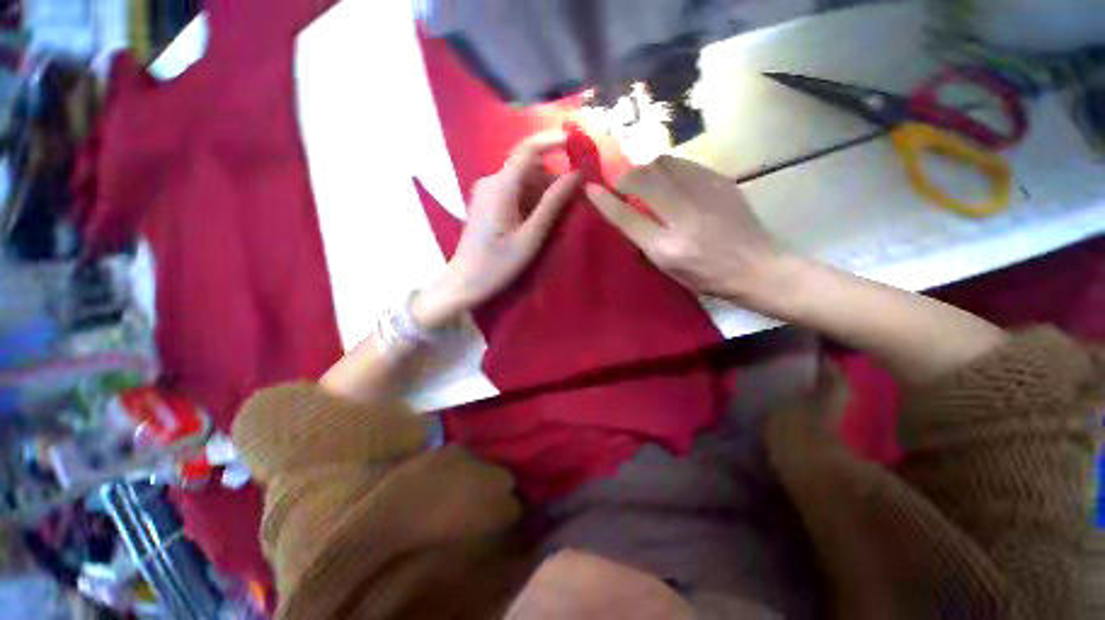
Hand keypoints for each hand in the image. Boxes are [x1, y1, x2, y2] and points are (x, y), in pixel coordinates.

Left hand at [413, 131, 581, 328]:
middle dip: (555, 177)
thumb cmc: (498, 264)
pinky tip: (543, 218)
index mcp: (501, 186)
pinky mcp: (488, 203)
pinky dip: (533, 199)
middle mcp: (492, 181)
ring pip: (524, 180)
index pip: (528, 149)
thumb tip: (576, 175)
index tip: (579, 143)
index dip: (554, 141)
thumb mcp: (531, 237)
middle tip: (578, 196)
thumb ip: (552, 204)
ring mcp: (488, 192)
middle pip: (530, 166)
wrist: (465, 282)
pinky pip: (516, 191)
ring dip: (546, 191)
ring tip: (563, 213)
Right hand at [585, 155, 784, 304]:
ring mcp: (705, 195)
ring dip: (647, 171)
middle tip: (624, 187)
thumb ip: (643, 242)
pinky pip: (685, 164)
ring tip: (649, 183)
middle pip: (643, 180)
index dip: (604, 201)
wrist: (757, 266)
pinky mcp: (721, 182)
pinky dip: (670, 170)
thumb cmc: (707, 277)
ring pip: (663, 163)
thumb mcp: (668, 269)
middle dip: (625, 179)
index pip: (626, 217)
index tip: (590, 189)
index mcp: (668, 247)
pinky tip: (673, 183)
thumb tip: (624, 214)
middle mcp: (683, 217)